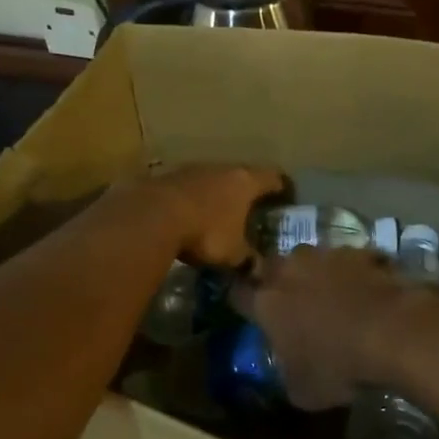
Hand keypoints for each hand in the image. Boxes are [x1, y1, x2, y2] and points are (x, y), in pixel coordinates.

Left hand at [142, 164, 284, 267]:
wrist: (152, 216)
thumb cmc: (206, 231)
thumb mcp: (233, 253)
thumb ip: (248, 259)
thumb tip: (258, 270)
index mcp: (246, 182)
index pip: (273, 177)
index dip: (282, 187)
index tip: (286, 197)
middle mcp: (223, 168)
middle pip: (242, 175)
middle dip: (247, 192)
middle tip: (251, 209)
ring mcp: (194, 169)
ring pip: (214, 179)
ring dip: (217, 194)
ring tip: (219, 213)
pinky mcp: (168, 177)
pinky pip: (189, 187)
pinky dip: (194, 199)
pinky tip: (190, 215)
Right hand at [234, 246, 416, 410]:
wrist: (392, 331)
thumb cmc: (338, 366)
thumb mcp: (303, 391)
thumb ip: (288, 373)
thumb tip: (290, 368)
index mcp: (267, 303)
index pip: (238, 294)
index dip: (241, 302)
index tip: (247, 309)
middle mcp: (290, 270)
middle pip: (272, 266)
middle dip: (276, 279)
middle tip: (289, 298)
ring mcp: (326, 255)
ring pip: (310, 257)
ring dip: (315, 271)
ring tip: (330, 291)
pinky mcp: (361, 251)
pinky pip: (349, 259)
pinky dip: (353, 271)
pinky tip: (366, 288)